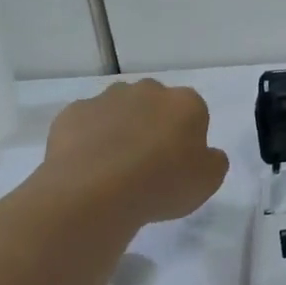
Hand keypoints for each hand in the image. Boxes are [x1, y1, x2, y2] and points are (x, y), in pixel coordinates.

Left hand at [38, 80, 228, 233]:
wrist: (93, 193)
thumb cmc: (161, 184)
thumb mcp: (209, 181)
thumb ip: (214, 160)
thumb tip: (205, 154)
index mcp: (186, 103)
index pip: (194, 113)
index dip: (187, 138)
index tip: (179, 163)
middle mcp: (148, 91)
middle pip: (155, 104)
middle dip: (153, 125)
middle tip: (148, 163)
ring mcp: (107, 99)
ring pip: (119, 110)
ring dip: (120, 128)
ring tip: (114, 166)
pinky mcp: (72, 113)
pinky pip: (86, 123)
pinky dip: (88, 138)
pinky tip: (87, 165)